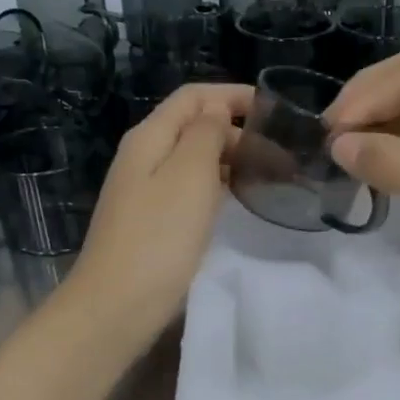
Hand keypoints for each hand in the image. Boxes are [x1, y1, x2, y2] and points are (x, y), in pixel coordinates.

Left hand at [60, 83, 251, 349]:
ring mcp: (146, 190)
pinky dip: (218, 186)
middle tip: (280, 153)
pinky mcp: (154, 221)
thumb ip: (206, 134)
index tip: (274, 110)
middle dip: (236, 130)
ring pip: (194, 159)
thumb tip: (217, 110)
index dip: (232, 95)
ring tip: (269, 175)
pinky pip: (191, 188)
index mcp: (150, 137)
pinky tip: (238, 202)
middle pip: (193, 126)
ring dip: (230, 159)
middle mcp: (144, 156)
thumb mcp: (189, 174)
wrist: (118, 304)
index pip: (193, 97)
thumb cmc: (159, 236)